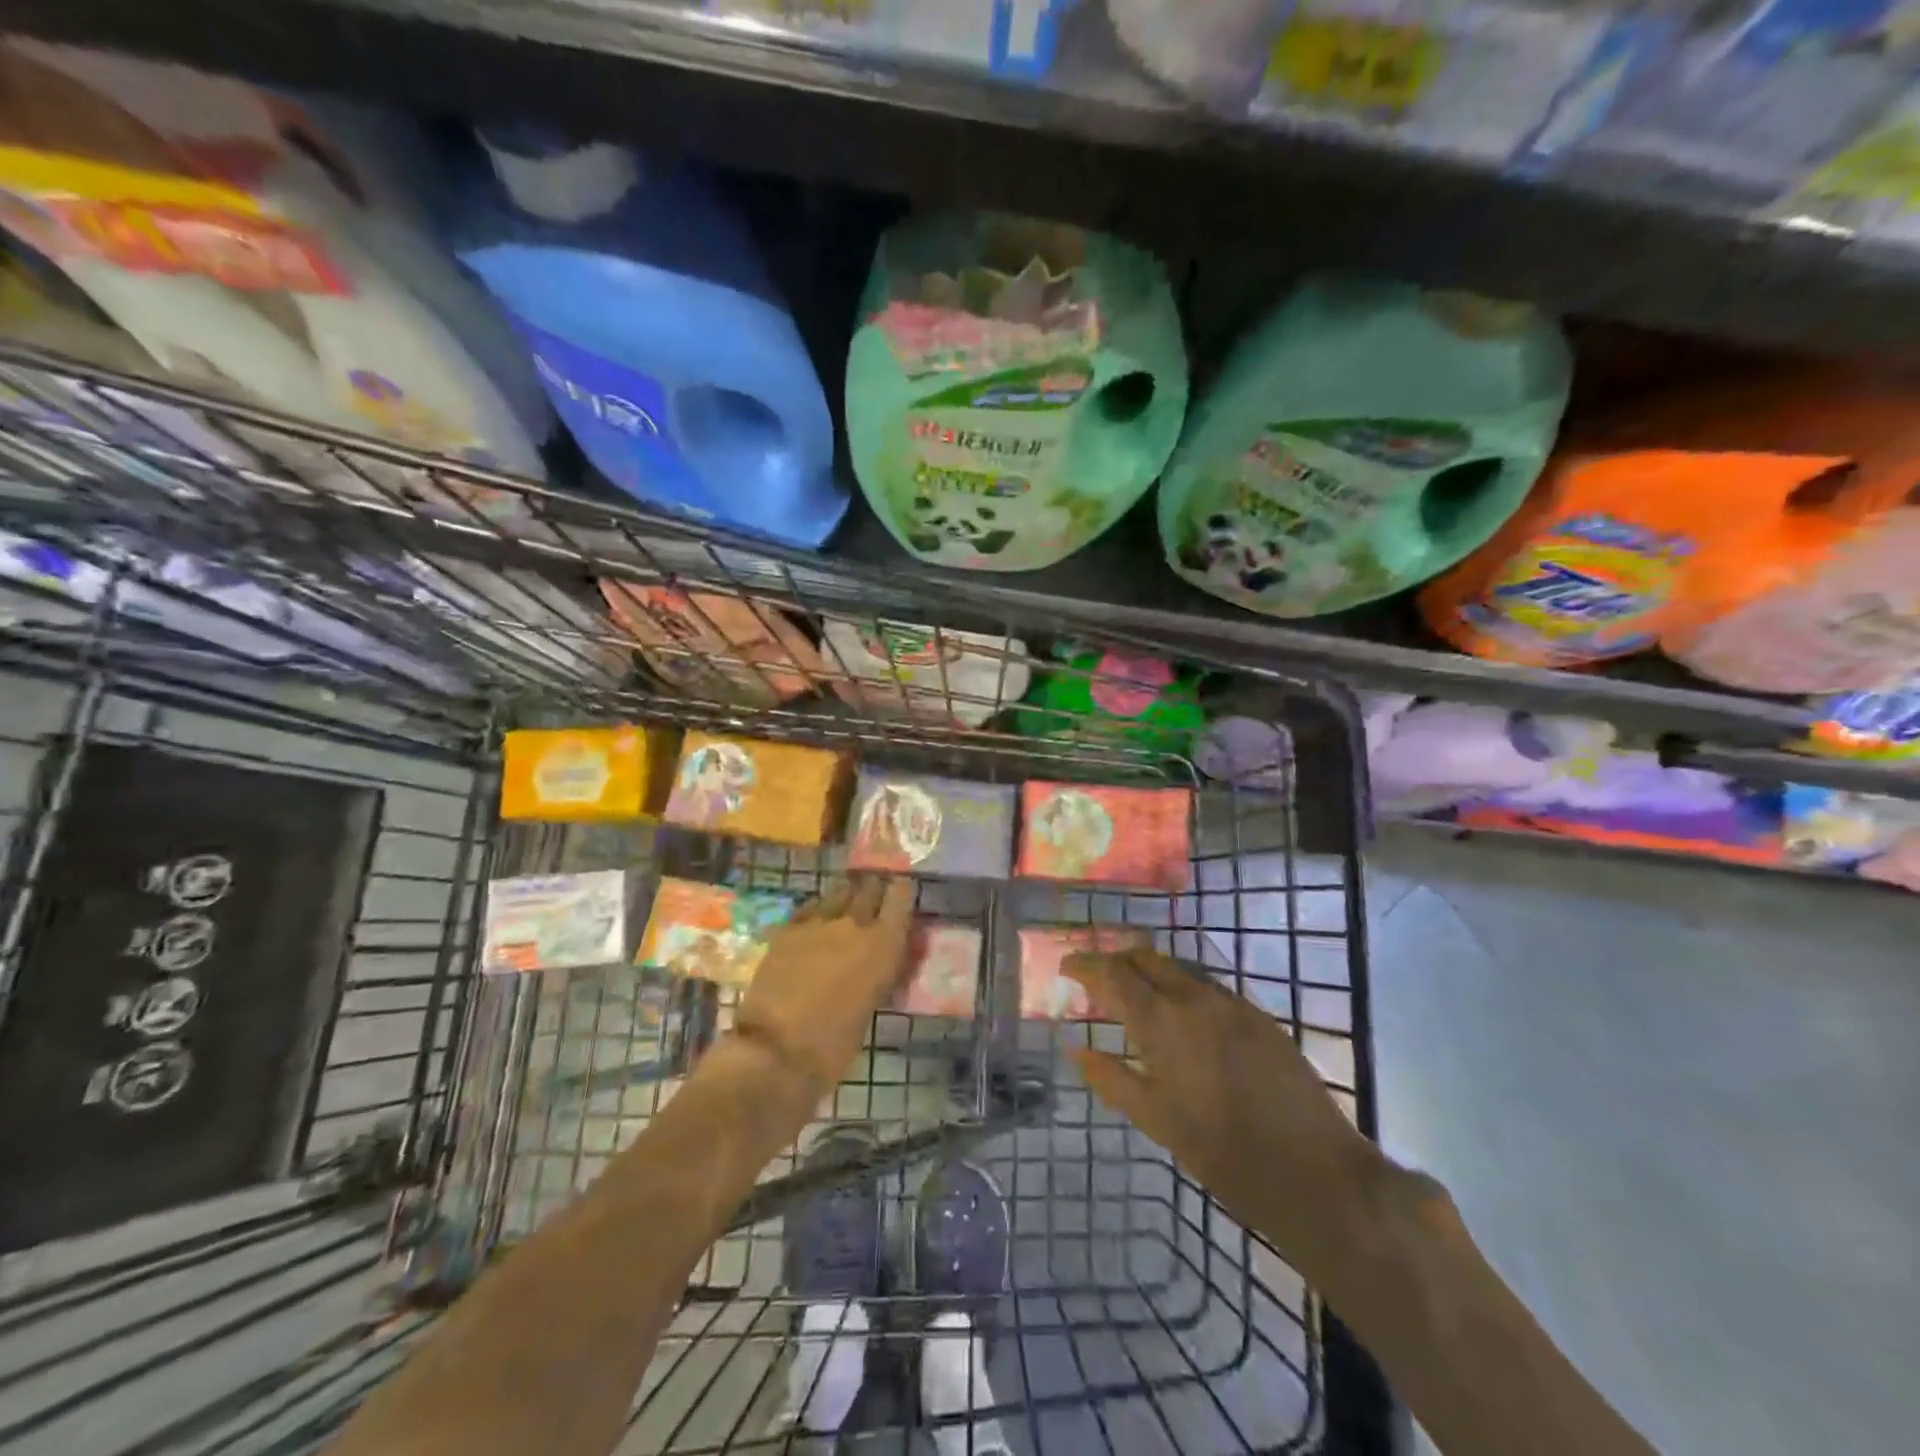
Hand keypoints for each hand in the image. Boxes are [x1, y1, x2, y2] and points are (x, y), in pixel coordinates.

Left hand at [734, 875, 915, 1095]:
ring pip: (838, 892)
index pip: (900, 896)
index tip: (902, 893)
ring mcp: (817, 922)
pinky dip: (818, 911)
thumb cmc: (834, 1044)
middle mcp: (854, 923)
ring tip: (846, 908)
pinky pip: (810, 908)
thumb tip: (884, 960)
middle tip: (875, 899)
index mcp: (883, 944)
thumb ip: (881, 972)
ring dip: (846, 897)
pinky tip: (816, 923)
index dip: (902, 892)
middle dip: (874, 891)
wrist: (775, 1050)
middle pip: (869, 887)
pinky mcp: (787, 929)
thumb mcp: (872, 1005)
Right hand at [1066, 947, 1388, 1278]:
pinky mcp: (1261, 1017)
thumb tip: (1076, 1049)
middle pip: (1148, 958)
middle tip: (1099, 977)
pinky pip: (1211, 988)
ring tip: (1137, 994)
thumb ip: (1112, 1079)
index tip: (1066, 966)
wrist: (1315, 1173)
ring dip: (1152, 972)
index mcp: (1163, 1022)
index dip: (1086, 966)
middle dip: (1118, 960)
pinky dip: (1185, 989)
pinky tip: (1184, 1017)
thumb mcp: (1156, 1121)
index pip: (1113, 975)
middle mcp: (1196, 998)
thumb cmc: (1223, 1153)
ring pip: (1181, 969)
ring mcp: (1233, 1004)